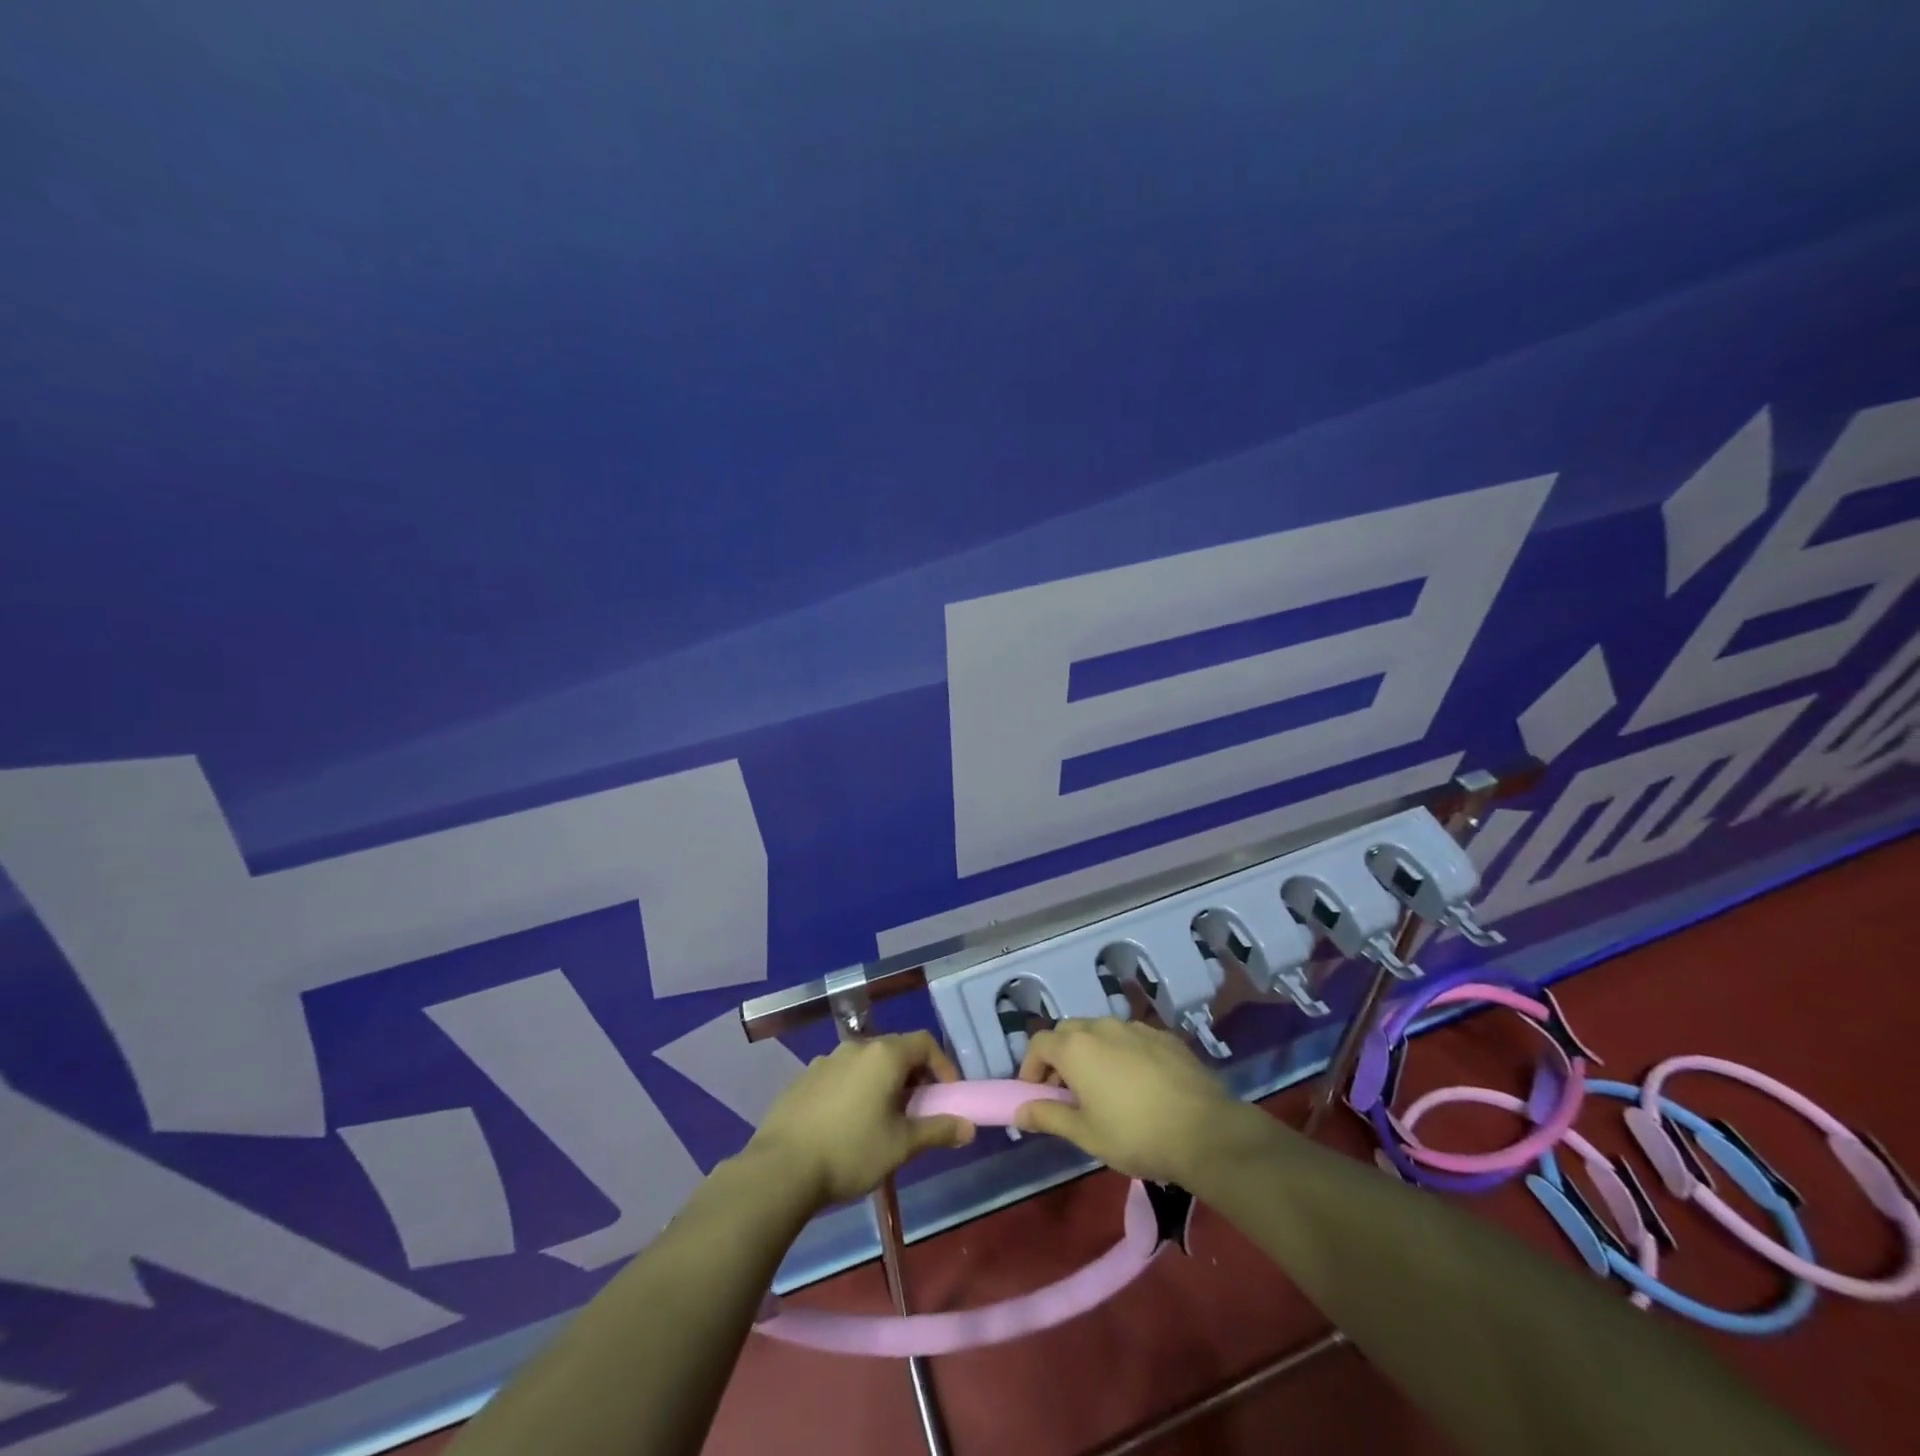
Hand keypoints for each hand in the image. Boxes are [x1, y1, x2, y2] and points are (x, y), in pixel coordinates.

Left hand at [747, 1032, 975, 1208]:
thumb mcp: (901, 1145)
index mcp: (884, 1055)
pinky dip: (855, 1090)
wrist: (781, 1168)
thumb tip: (969, 1127)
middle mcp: (856, 1047)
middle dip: (914, 1076)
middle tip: (919, 1110)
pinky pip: (841, 1076)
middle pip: (895, 1050)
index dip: (943, 1064)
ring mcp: (826, 1060)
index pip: (925, 1042)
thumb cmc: (851, 1151)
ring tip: (883, 1119)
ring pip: (866, 1063)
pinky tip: (847, 1125)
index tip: (949, 1094)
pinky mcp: (804, 1078)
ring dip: (882, 1083)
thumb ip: (937, 1130)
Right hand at [1013, 1018, 1256, 1184]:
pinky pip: (1131, 1038)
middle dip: (1059, 1057)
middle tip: (1065, 1092)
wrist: (1204, 1131)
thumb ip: (1048, 1117)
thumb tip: (1018, 1112)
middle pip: (1067, 1032)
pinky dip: (1122, 1054)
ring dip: (1091, 1053)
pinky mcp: (1164, 1036)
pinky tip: (1137, 1085)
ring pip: (1100, 1032)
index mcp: (1076, 1047)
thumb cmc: (1134, 1135)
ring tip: (1102, 1088)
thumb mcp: (1085, 1134)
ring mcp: (1135, 1027)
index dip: (1030, 1067)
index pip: (1038, 1044)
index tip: (1035, 1094)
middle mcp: (1102, 1027)